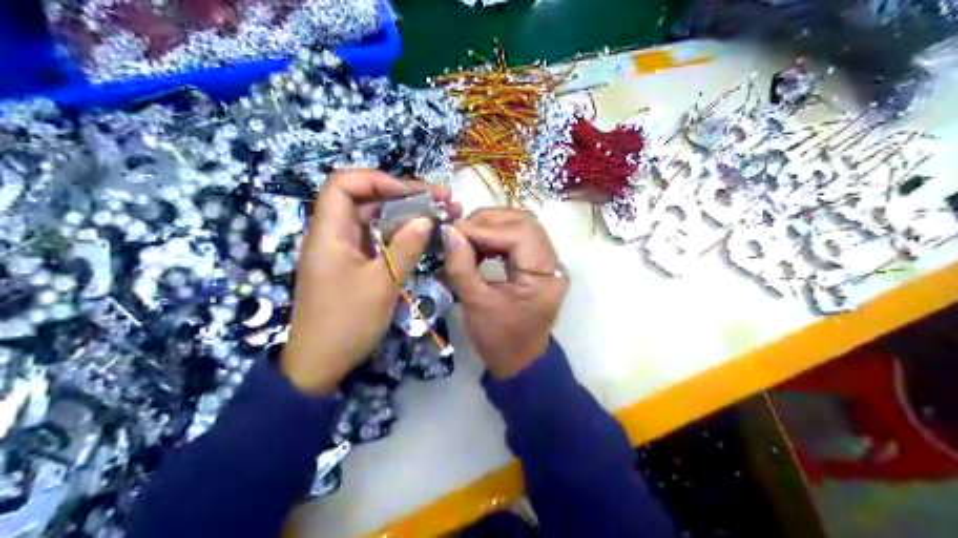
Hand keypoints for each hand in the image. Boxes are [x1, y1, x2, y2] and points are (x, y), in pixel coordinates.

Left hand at [281, 173, 455, 394]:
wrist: (319, 364)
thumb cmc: (346, 322)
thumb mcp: (382, 284)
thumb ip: (404, 248)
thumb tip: (425, 219)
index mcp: (329, 233)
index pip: (344, 184)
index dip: (377, 180)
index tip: (412, 193)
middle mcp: (332, 235)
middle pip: (363, 199)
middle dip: (402, 195)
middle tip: (440, 200)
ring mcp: (341, 251)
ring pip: (372, 220)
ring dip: (403, 215)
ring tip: (439, 215)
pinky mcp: (349, 266)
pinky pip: (373, 240)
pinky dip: (396, 235)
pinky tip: (420, 238)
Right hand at [443, 208, 567, 380]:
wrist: (519, 363)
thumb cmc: (499, 339)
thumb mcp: (475, 303)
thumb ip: (461, 265)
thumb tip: (449, 231)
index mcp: (544, 276)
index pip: (519, 234)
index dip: (485, 228)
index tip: (454, 231)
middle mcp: (553, 263)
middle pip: (525, 222)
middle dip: (489, 221)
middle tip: (460, 231)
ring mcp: (548, 263)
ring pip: (523, 226)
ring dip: (492, 226)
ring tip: (466, 237)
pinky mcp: (538, 265)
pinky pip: (520, 239)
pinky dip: (497, 236)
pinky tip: (478, 245)